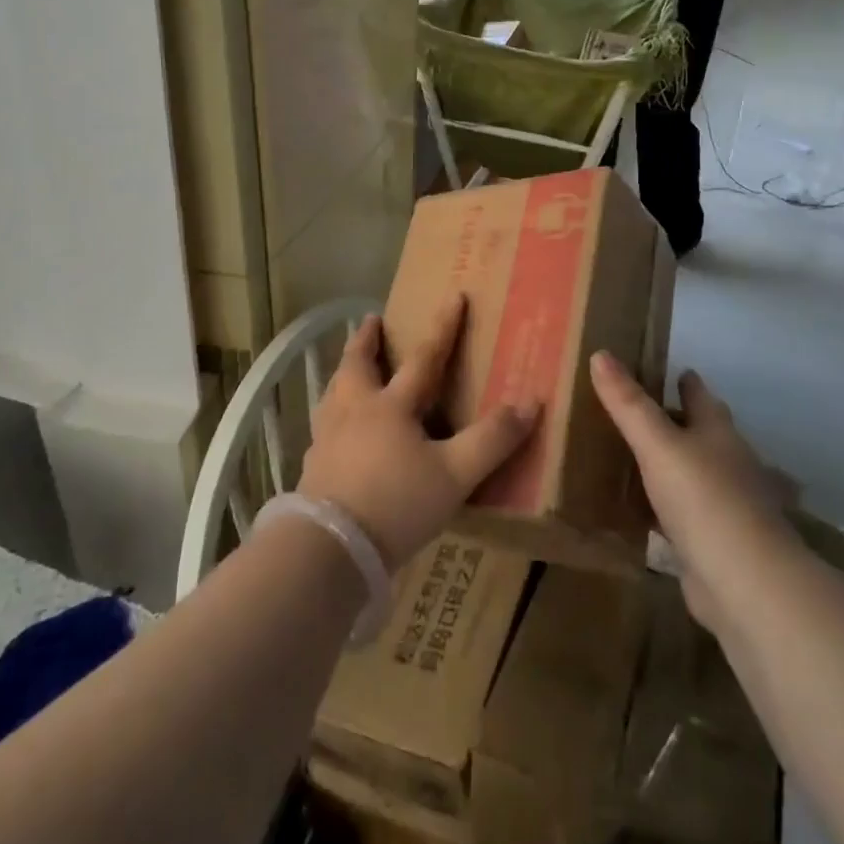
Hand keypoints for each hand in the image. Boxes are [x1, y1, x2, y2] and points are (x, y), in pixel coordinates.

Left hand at [298, 299, 537, 569]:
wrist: (330, 547)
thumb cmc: (397, 503)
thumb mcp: (455, 474)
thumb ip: (493, 439)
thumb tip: (530, 403)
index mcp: (391, 406)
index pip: (424, 357)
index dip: (443, 327)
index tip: (454, 296)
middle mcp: (355, 410)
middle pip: (358, 364)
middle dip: (367, 339)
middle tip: (371, 320)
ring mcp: (328, 436)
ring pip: (334, 391)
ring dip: (344, 372)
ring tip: (349, 368)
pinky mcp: (313, 463)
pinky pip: (323, 425)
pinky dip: (332, 412)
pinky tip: (334, 429)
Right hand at [591, 353, 801, 632]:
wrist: (744, 582)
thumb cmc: (703, 499)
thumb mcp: (657, 444)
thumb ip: (628, 403)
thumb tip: (600, 353)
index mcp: (717, 433)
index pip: (700, 396)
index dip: (685, 381)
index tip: (670, 369)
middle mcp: (728, 464)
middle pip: (704, 433)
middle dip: (681, 420)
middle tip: (645, 410)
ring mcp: (726, 506)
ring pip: (695, 474)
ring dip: (674, 465)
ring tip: (638, 456)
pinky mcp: (715, 543)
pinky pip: (685, 514)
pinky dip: (668, 508)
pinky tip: (645, 511)